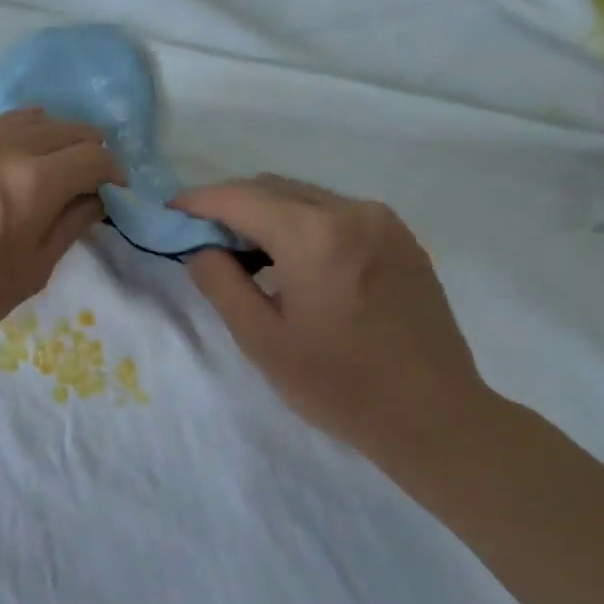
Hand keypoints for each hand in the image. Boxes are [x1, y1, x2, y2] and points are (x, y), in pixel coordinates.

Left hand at [0, 111, 121, 355]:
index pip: (94, 157)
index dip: (113, 174)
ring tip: (59, 163)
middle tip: (92, 179)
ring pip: (32, 119)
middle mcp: (8, 147)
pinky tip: (22, 152)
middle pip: (67, 129)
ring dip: (56, 137)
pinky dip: (22, 131)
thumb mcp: (31, 272)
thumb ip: (70, 227)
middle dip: (89, 150)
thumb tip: (95, 199)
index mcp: (36, 182)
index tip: (114, 194)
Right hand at [172, 175, 492, 462]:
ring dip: (266, 213)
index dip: (198, 201)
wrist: (434, 416)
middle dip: (230, 205)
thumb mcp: (261, 340)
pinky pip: (336, 212)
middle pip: (273, 188)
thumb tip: (202, 248)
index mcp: (314, 235)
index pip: (240, 198)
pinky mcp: (402, 238)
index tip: (170, 212)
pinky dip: (302, 222)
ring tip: (245, 253)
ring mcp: (383, 221)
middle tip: (202, 238)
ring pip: (305, 197)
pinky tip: (294, 260)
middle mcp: (352, 212)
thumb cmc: (338, 385)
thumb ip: (221, 283)